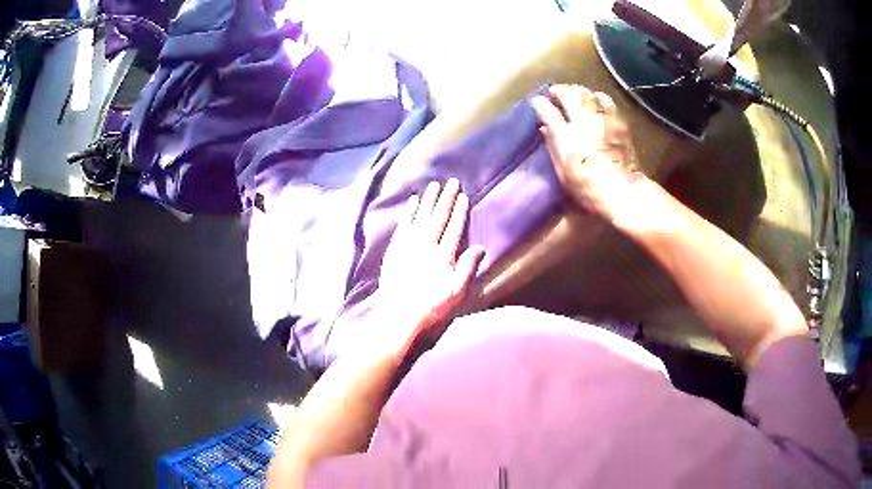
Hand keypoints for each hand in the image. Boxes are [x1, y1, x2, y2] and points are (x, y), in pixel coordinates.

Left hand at [375, 178, 485, 354]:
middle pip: (438, 217)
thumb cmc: (430, 305)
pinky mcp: (395, 249)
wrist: (398, 313)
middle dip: (446, 198)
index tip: (463, 196)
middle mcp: (426, 246)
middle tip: (452, 182)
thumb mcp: (455, 292)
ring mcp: (409, 245)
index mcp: (443, 256)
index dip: (459, 211)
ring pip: (421, 217)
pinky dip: (409, 212)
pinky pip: (403, 225)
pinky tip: (413, 201)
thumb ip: (467, 268)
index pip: (454, 228)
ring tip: (434, 185)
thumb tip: (481, 248)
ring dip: (429, 200)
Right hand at [532, 85, 642, 221]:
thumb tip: (544, 128)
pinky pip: (606, 101)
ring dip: (577, 90)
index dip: (540, 104)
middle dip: (558, 91)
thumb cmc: (588, 188)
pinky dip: (598, 97)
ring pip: (586, 94)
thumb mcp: (563, 172)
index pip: (547, 111)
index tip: (537, 102)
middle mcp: (582, 123)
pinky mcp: (617, 122)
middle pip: (567, 95)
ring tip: (574, 93)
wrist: (622, 192)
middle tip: (554, 92)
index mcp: (566, 137)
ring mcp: (601, 120)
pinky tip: (596, 100)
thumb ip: (553, 146)